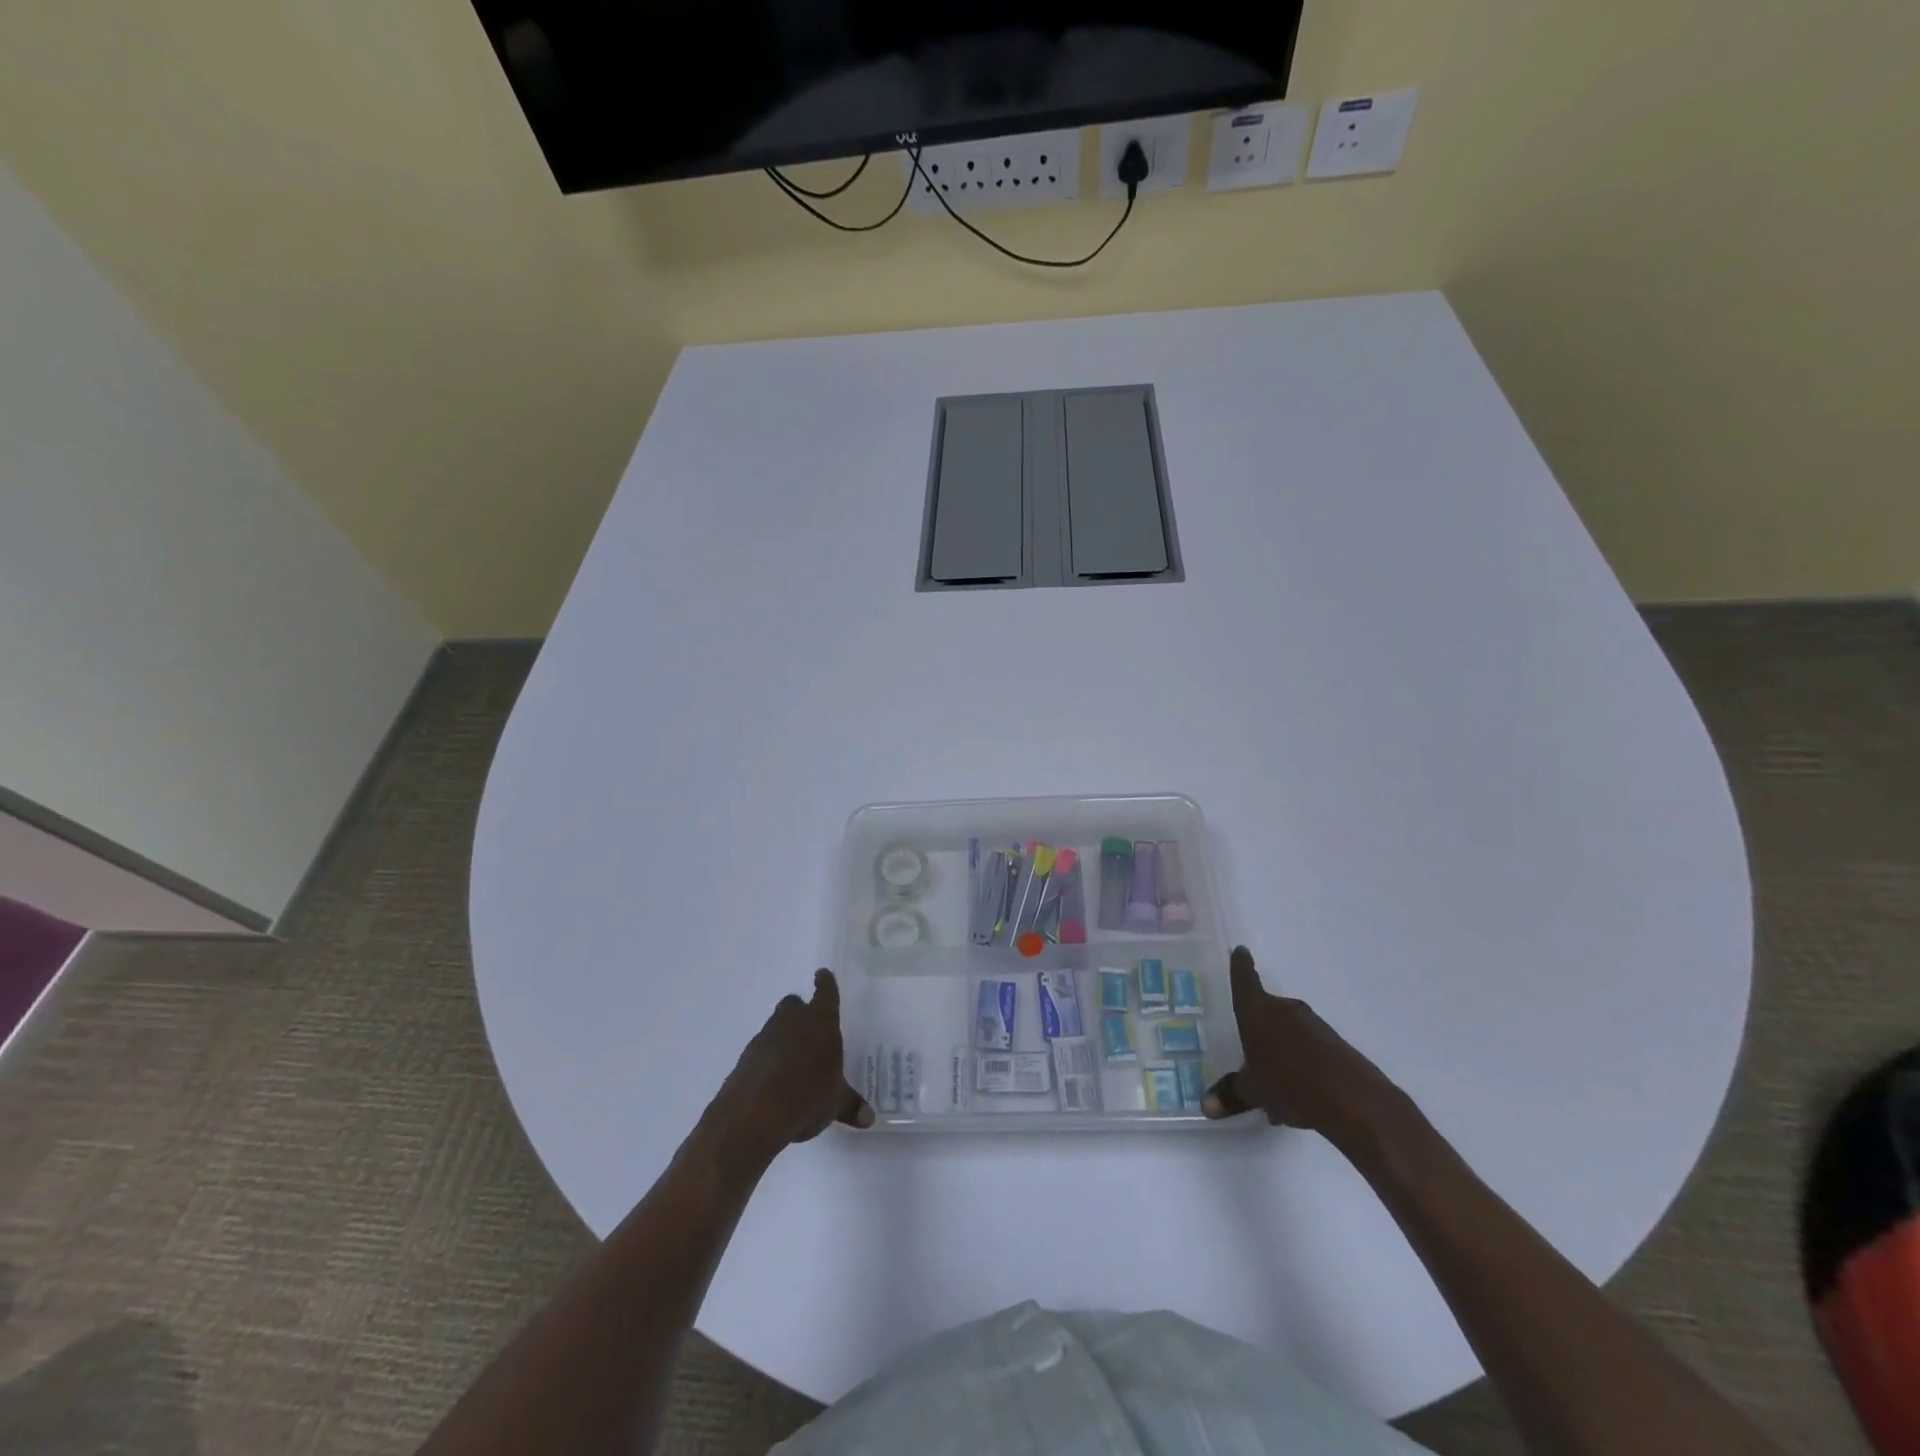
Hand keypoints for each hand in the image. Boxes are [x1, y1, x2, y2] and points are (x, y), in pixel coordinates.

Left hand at [706, 970, 872, 1162]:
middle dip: (800, 1011)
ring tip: (794, 1060)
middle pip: (794, 1004)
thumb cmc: (806, 1096)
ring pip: (776, 1025)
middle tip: (810, 1028)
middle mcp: (792, 1021)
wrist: (754, 1115)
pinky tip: (775, 1079)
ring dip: (784, 1035)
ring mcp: (765, 1037)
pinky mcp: (746, 1057)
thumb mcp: (835, 1103)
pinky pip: (761, 1049)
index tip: (822, 974)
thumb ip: (851, 1105)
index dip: (825, 983)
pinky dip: (769, 1057)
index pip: (825, 992)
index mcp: (820, 1022)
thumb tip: (869, 1118)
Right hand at [1203, 946, 1402, 1148]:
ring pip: (1288, 1031)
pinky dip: (1299, 1063)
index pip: (1245, 980)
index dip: (1241, 965)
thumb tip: (1205, 1106)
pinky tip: (1297, 1094)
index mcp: (1258, 1011)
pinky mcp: (1335, 1044)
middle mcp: (1285, 1010)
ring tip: (1272, 1083)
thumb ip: (1230, 1094)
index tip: (1240, 951)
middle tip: (1247, 1050)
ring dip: (1279, 1049)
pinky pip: (1308, 1047)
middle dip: (1258, 1027)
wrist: (1353, 1100)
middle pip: (1266, 1009)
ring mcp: (1313, 1025)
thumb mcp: (1253, 1091)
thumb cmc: (1289, 1083)